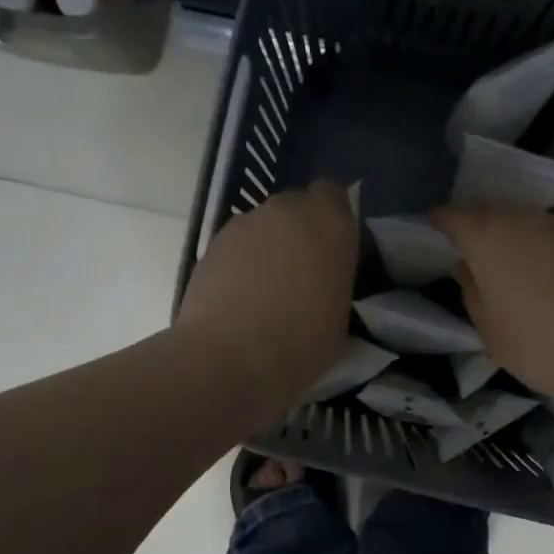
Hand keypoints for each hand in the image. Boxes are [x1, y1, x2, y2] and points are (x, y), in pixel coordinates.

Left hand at [178, 181, 357, 418]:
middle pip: (295, 207)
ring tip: (266, 290)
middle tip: (302, 272)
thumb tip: (325, 284)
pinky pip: (236, 246)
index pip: (334, 194)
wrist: (229, 359)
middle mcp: (286, 210)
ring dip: (267, 247)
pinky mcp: (211, 244)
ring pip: (263, 226)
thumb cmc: (301, 344)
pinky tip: (240, 299)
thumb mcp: (342, 319)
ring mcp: (244, 224)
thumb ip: (336, 284)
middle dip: (299, 231)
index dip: (332, 217)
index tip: (332, 248)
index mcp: (329, 223)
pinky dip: (240, 263)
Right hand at [433, 205, 553, 416]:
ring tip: (517, 272)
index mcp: (489, 237)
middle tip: (474, 254)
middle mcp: (527, 218)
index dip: (441, 222)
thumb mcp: (491, 332)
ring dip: (518, 240)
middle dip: (480, 228)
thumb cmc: (544, 345)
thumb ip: (472, 293)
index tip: (435, 230)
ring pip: (531, 223)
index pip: (453, 215)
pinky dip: (551, 253)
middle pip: (494, 212)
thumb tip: (466, 268)